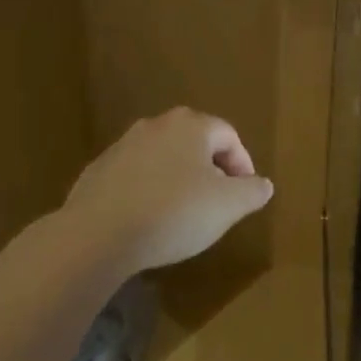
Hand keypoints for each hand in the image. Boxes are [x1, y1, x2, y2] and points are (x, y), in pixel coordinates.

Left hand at [58, 109, 274, 272]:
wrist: (97, 235)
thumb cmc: (174, 213)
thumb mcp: (227, 206)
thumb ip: (251, 191)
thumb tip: (263, 184)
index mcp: (191, 125)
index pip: (229, 136)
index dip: (243, 164)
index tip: (245, 194)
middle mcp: (156, 125)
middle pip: (195, 142)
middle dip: (211, 169)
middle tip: (218, 201)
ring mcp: (123, 146)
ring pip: (163, 157)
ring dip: (178, 179)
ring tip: (183, 213)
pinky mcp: (98, 171)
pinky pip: (135, 176)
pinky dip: (148, 190)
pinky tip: (148, 220)